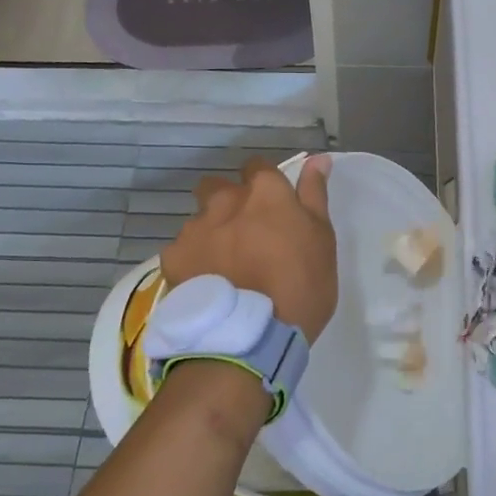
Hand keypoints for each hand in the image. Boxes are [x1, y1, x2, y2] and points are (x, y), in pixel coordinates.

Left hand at [161, 155, 338, 340]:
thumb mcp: (322, 240)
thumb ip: (314, 195)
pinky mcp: (173, 258)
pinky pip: (181, 251)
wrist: (250, 336)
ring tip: (224, 267)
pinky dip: (192, 262)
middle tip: (244, 235)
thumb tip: (317, 159)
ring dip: (210, 234)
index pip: (258, 167)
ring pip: (199, 220)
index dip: (263, 184)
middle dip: (227, 202)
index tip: (271, 207)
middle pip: (218, 187)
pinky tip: (205, 285)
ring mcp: (195, 228)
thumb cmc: (301, 287)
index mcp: (265, 192)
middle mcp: (225, 201)